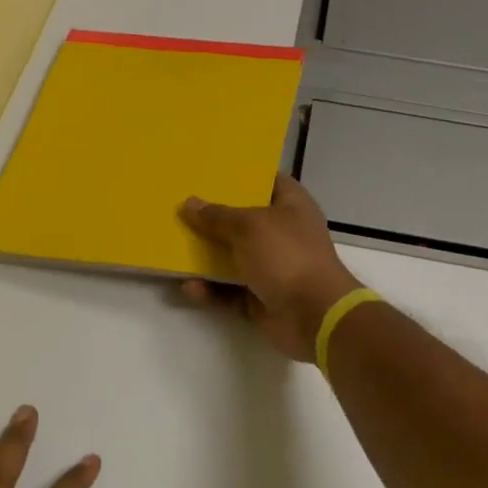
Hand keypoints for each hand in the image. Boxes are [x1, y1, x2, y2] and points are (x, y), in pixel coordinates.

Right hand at [179, 175, 365, 361]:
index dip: (241, 175)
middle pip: (243, 221)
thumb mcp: (249, 226)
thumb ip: (217, 216)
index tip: (209, 171)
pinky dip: (210, 290)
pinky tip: (188, 287)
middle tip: (180, 206)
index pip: (267, 181)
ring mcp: (272, 268)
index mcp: (291, 206)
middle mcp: (282, 234)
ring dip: (206, 257)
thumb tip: (190, 203)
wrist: (313, 316)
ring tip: (173, 247)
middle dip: (213, 217)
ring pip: (232, 258)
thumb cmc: (287, 256)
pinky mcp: (260, 299)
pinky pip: (228, 292)